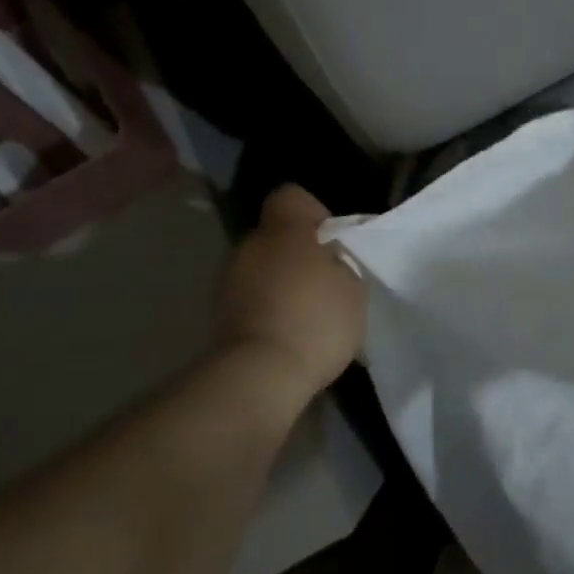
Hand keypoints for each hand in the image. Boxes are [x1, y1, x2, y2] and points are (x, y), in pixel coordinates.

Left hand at [215, 185, 366, 397]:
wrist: (260, 377)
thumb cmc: (315, 320)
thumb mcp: (354, 286)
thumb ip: (342, 262)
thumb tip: (331, 258)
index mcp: (284, 229)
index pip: (292, 196)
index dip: (314, 213)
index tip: (333, 240)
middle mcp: (250, 245)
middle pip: (277, 235)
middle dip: (300, 252)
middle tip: (328, 280)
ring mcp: (229, 281)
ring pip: (263, 268)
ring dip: (282, 282)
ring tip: (309, 313)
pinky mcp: (220, 316)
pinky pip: (252, 299)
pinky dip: (269, 309)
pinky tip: (290, 333)